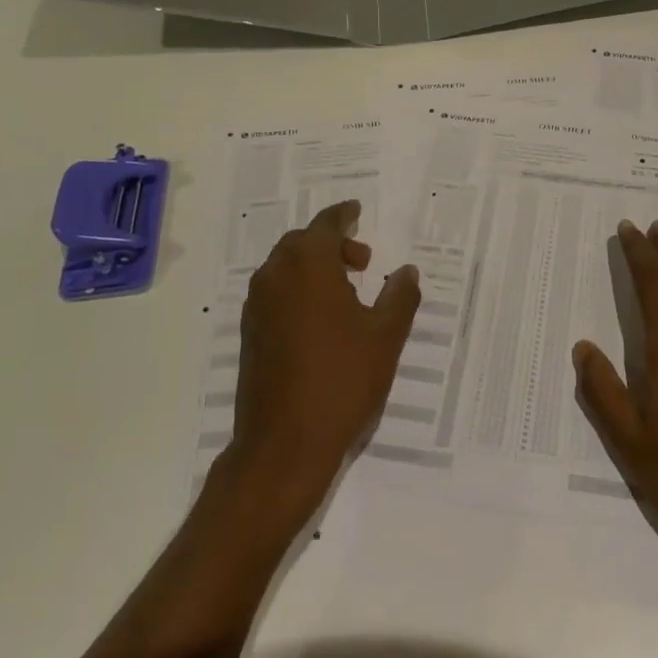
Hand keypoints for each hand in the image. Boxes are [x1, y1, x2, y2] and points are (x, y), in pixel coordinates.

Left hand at [228, 200, 420, 526]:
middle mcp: (275, 277)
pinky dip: (299, 290)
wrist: (284, 445)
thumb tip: (407, 270)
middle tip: (363, 261)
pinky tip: (323, 320)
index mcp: (308, 266)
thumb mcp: (386, 336)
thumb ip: (400, 296)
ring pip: (285, 268)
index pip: (326, 224)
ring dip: (314, 267)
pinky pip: (276, 293)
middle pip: (301, 242)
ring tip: (347, 292)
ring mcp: (257, 307)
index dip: (344, 215)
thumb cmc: (342, 381)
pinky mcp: (250, 335)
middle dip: (332, 243)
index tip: (358, 211)